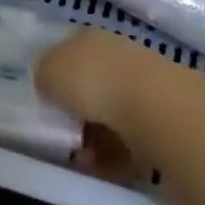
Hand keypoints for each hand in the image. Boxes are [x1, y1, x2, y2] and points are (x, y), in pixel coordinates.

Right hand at [35, 30, 201, 178]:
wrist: (155, 108)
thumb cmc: (93, 81)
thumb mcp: (49, 71)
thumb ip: (44, 73)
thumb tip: (47, 81)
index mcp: (90, 37)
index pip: (69, 49)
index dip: (55, 72)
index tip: (44, 98)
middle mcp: (117, 55)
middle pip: (90, 84)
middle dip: (75, 112)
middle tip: (61, 133)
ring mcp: (142, 86)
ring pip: (109, 115)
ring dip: (92, 138)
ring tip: (80, 158)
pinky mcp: (160, 119)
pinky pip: (128, 140)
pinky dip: (113, 156)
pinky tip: (101, 167)